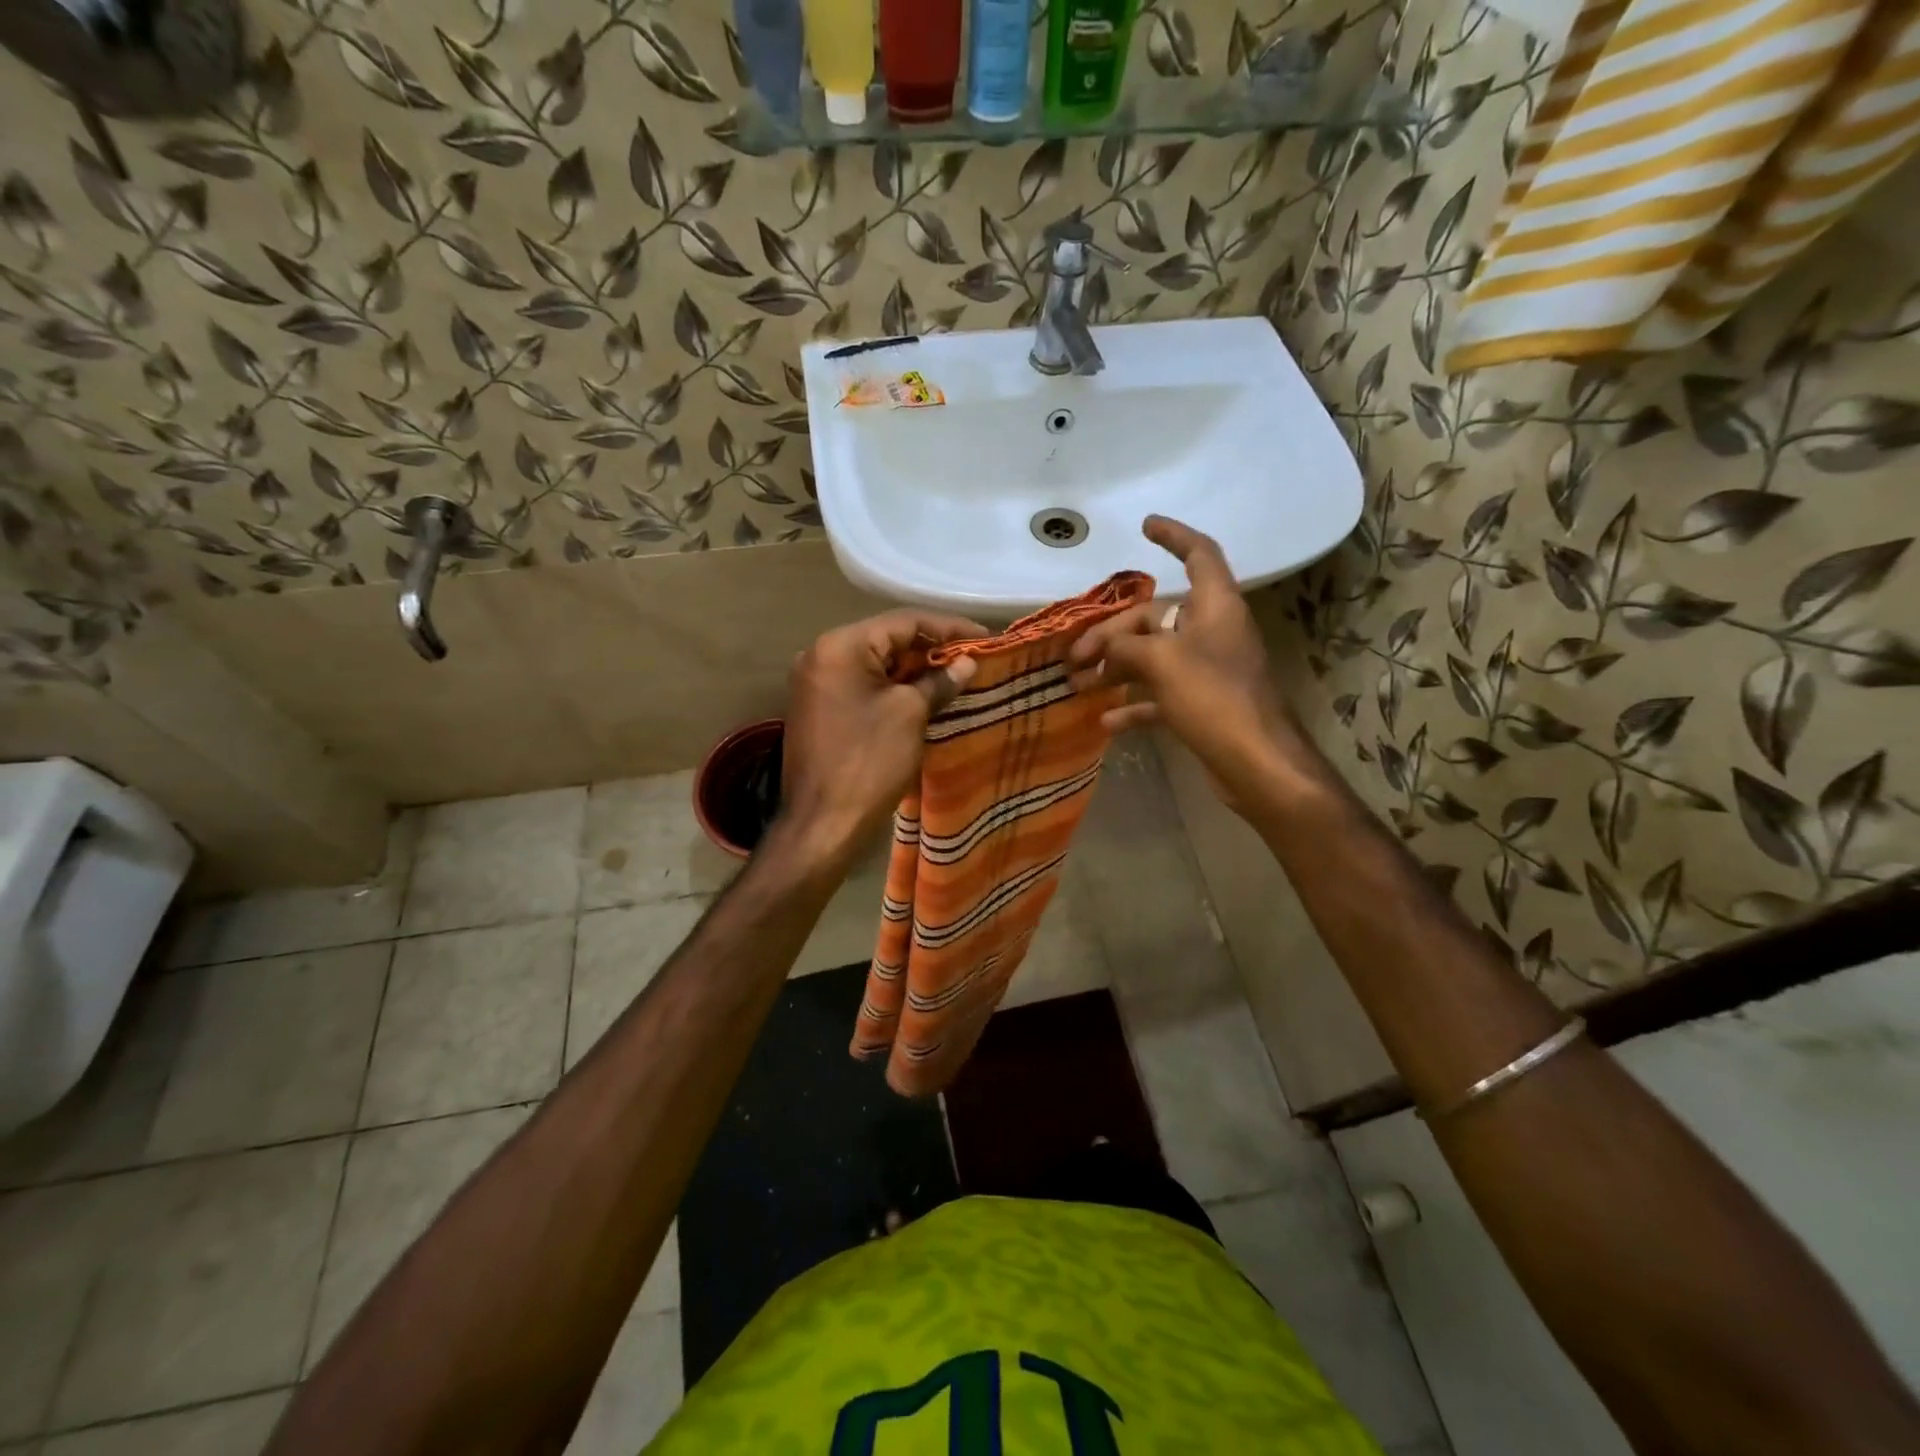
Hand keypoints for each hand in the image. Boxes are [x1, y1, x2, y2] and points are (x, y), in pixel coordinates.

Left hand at [774, 609, 982, 871]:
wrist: (823, 824)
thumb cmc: (868, 763)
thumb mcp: (910, 715)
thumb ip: (939, 681)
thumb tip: (966, 664)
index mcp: (840, 646)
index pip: (903, 622)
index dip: (948, 628)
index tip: (985, 638)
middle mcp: (822, 655)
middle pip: (887, 639)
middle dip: (932, 649)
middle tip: (973, 658)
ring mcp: (817, 683)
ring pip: (876, 664)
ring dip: (915, 669)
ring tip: (957, 676)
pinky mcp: (820, 708)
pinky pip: (864, 685)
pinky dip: (894, 687)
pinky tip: (925, 695)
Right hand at [1067, 515, 1301, 812]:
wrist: (1256, 763)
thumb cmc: (1214, 698)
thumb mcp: (1162, 663)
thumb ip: (1127, 646)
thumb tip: (1105, 646)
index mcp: (1215, 607)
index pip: (1198, 554)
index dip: (1173, 536)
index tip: (1145, 526)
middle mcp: (1213, 632)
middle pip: (1157, 617)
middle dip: (1113, 633)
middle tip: (1076, 656)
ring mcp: (1208, 670)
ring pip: (1154, 658)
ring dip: (1116, 669)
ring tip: (1078, 685)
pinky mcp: (1203, 704)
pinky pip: (1160, 694)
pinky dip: (1134, 704)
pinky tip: (1106, 722)